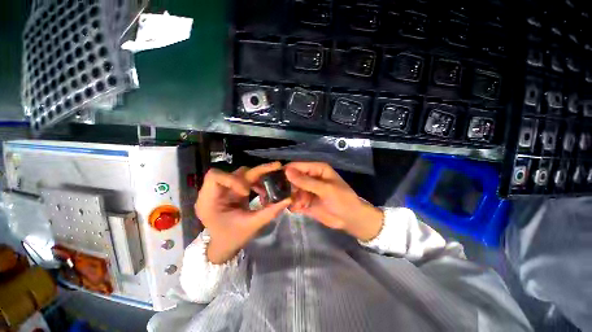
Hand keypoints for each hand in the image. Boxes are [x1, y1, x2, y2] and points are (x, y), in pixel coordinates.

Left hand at [195, 162, 290, 263]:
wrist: (225, 246)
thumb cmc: (232, 238)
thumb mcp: (251, 225)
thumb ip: (270, 211)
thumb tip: (289, 199)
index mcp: (209, 201)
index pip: (215, 176)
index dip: (233, 179)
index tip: (246, 193)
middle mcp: (214, 191)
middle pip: (234, 172)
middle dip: (256, 172)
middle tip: (276, 167)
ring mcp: (225, 190)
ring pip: (242, 174)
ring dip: (258, 178)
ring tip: (269, 188)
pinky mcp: (233, 190)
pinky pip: (246, 180)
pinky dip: (257, 183)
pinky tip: (263, 193)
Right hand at [285, 162, 382, 240]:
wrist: (350, 219)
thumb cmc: (342, 200)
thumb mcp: (325, 189)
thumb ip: (306, 181)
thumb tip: (287, 171)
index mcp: (317, 169)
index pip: (297, 166)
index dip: (287, 171)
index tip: (275, 179)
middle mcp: (310, 177)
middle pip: (292, 178)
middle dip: (288, 186)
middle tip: (283, 194)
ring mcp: (307, 190)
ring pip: (292, 190)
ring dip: (291, 197)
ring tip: (296, 203)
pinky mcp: (305, 201)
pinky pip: (294, 201)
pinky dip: (294, 205)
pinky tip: (297, 209)